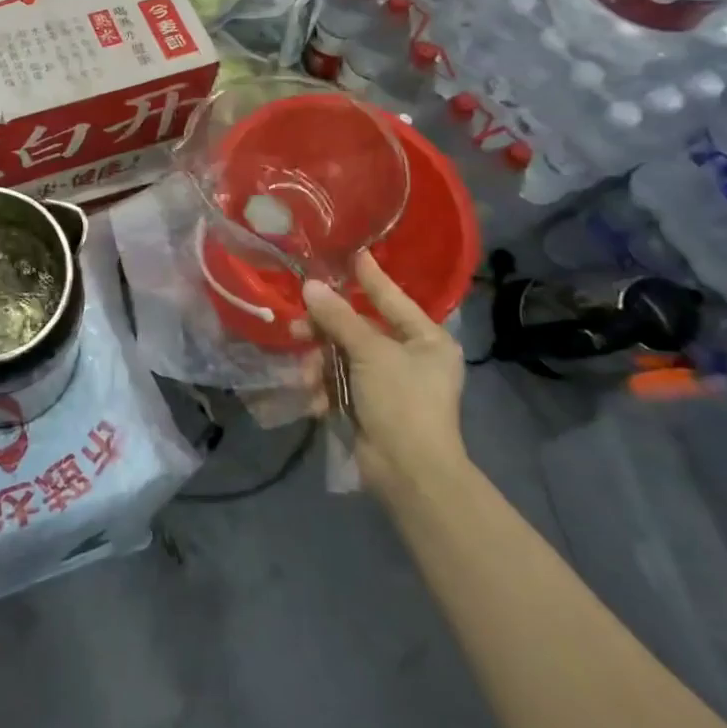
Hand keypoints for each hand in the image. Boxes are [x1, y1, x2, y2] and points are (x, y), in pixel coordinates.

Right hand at [304, 253, 466, 501]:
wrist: (410, 474)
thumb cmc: (402, 402)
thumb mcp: (370, 353)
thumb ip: (339, 318)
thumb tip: (310, 286)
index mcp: (427, 339)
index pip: (391, 297)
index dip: (368, 276)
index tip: (350, 253)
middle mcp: (411, 357)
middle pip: (360, 328)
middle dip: (328, 330)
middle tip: (299, 324)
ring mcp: (389, 384)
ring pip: (343, 356)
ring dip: (321, 364)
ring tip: (305, 374)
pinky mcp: (370, 406)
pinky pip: (340, 384)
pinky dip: (324, 389)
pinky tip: (312, 397)